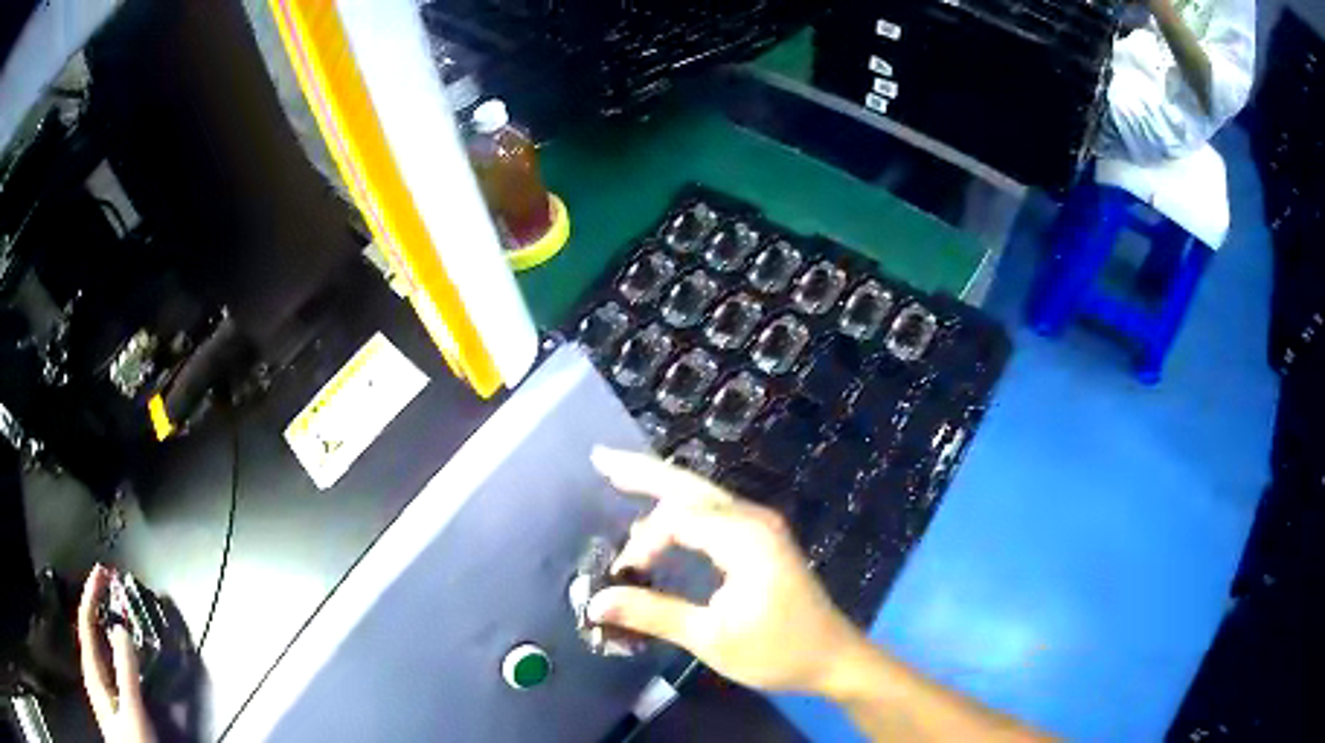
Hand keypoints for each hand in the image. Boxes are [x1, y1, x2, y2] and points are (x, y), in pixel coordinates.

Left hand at [77, 566, 155, 742]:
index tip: (102, 571)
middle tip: (109, 587)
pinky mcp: (109, 698)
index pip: (85, 619)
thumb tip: (121, 627)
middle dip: (96, 604)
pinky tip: (118, 651)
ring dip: (103, 623)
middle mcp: (91, 671)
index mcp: (92, 668)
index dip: (92, 592)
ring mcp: (99, 686)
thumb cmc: (133, 741)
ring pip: (96, 644)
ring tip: (113, 610)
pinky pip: (104, 660)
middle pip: (88, 629)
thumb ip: (126, 672)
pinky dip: (109, 645)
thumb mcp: (132, 710)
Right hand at [586, 447, 865, 693]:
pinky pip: (713, 510)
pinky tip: (659, 512)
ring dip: (661, 484)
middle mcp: (753, 519)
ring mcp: (761, 526)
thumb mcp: (711, 638)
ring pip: (702, 493)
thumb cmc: (777, 651)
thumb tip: (596, 603)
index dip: (643, 544)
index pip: (677, 519)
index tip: (624, 578)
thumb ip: (653, 614)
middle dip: (644, 471)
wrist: (832, 657)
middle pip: (690, 485)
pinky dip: (680, 506)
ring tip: (619, 474)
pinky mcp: (761, 539)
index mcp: (745, 537)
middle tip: (600, 458)